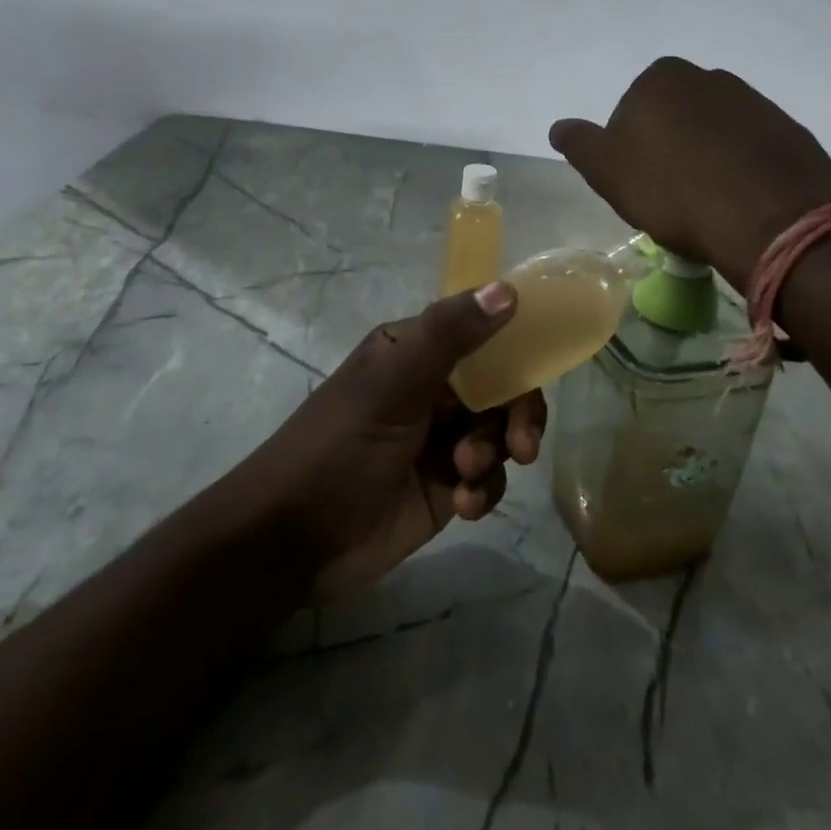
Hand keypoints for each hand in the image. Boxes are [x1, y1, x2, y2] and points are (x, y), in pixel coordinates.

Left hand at [228, 283, 544, 599]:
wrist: (293, 539)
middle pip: (501, 385)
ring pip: (499, 432)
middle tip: (521, 445)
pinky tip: (464, 506)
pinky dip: (483, 490)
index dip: (514, 348)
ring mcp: (440, 437)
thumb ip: (449, 335)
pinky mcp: (445, 484)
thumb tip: (507, 289)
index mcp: (416, 350)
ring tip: (466, 476)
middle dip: (515, 413)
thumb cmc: (340, 446)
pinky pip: (488, 476)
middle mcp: (432, 387)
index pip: (482, 332)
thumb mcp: (393, 386)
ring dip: (494, 454)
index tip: (537, 373)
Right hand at [550, 57, 830, 292]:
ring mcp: (754, 102)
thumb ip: (580, 144)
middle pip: (675, 117)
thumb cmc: (673, 191)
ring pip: (714, 131)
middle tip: (670, 195)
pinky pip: (751, 148)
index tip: (638, 184)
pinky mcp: (788, 130)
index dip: (629, 150)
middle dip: (670, 148)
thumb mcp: (607, 171)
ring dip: (707, 158)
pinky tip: (740, 200)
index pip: (631, 111)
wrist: (768, 218)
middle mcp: (709, 77)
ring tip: (708, 203)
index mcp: (661, 78)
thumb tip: (559, 126)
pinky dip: (742, 168)